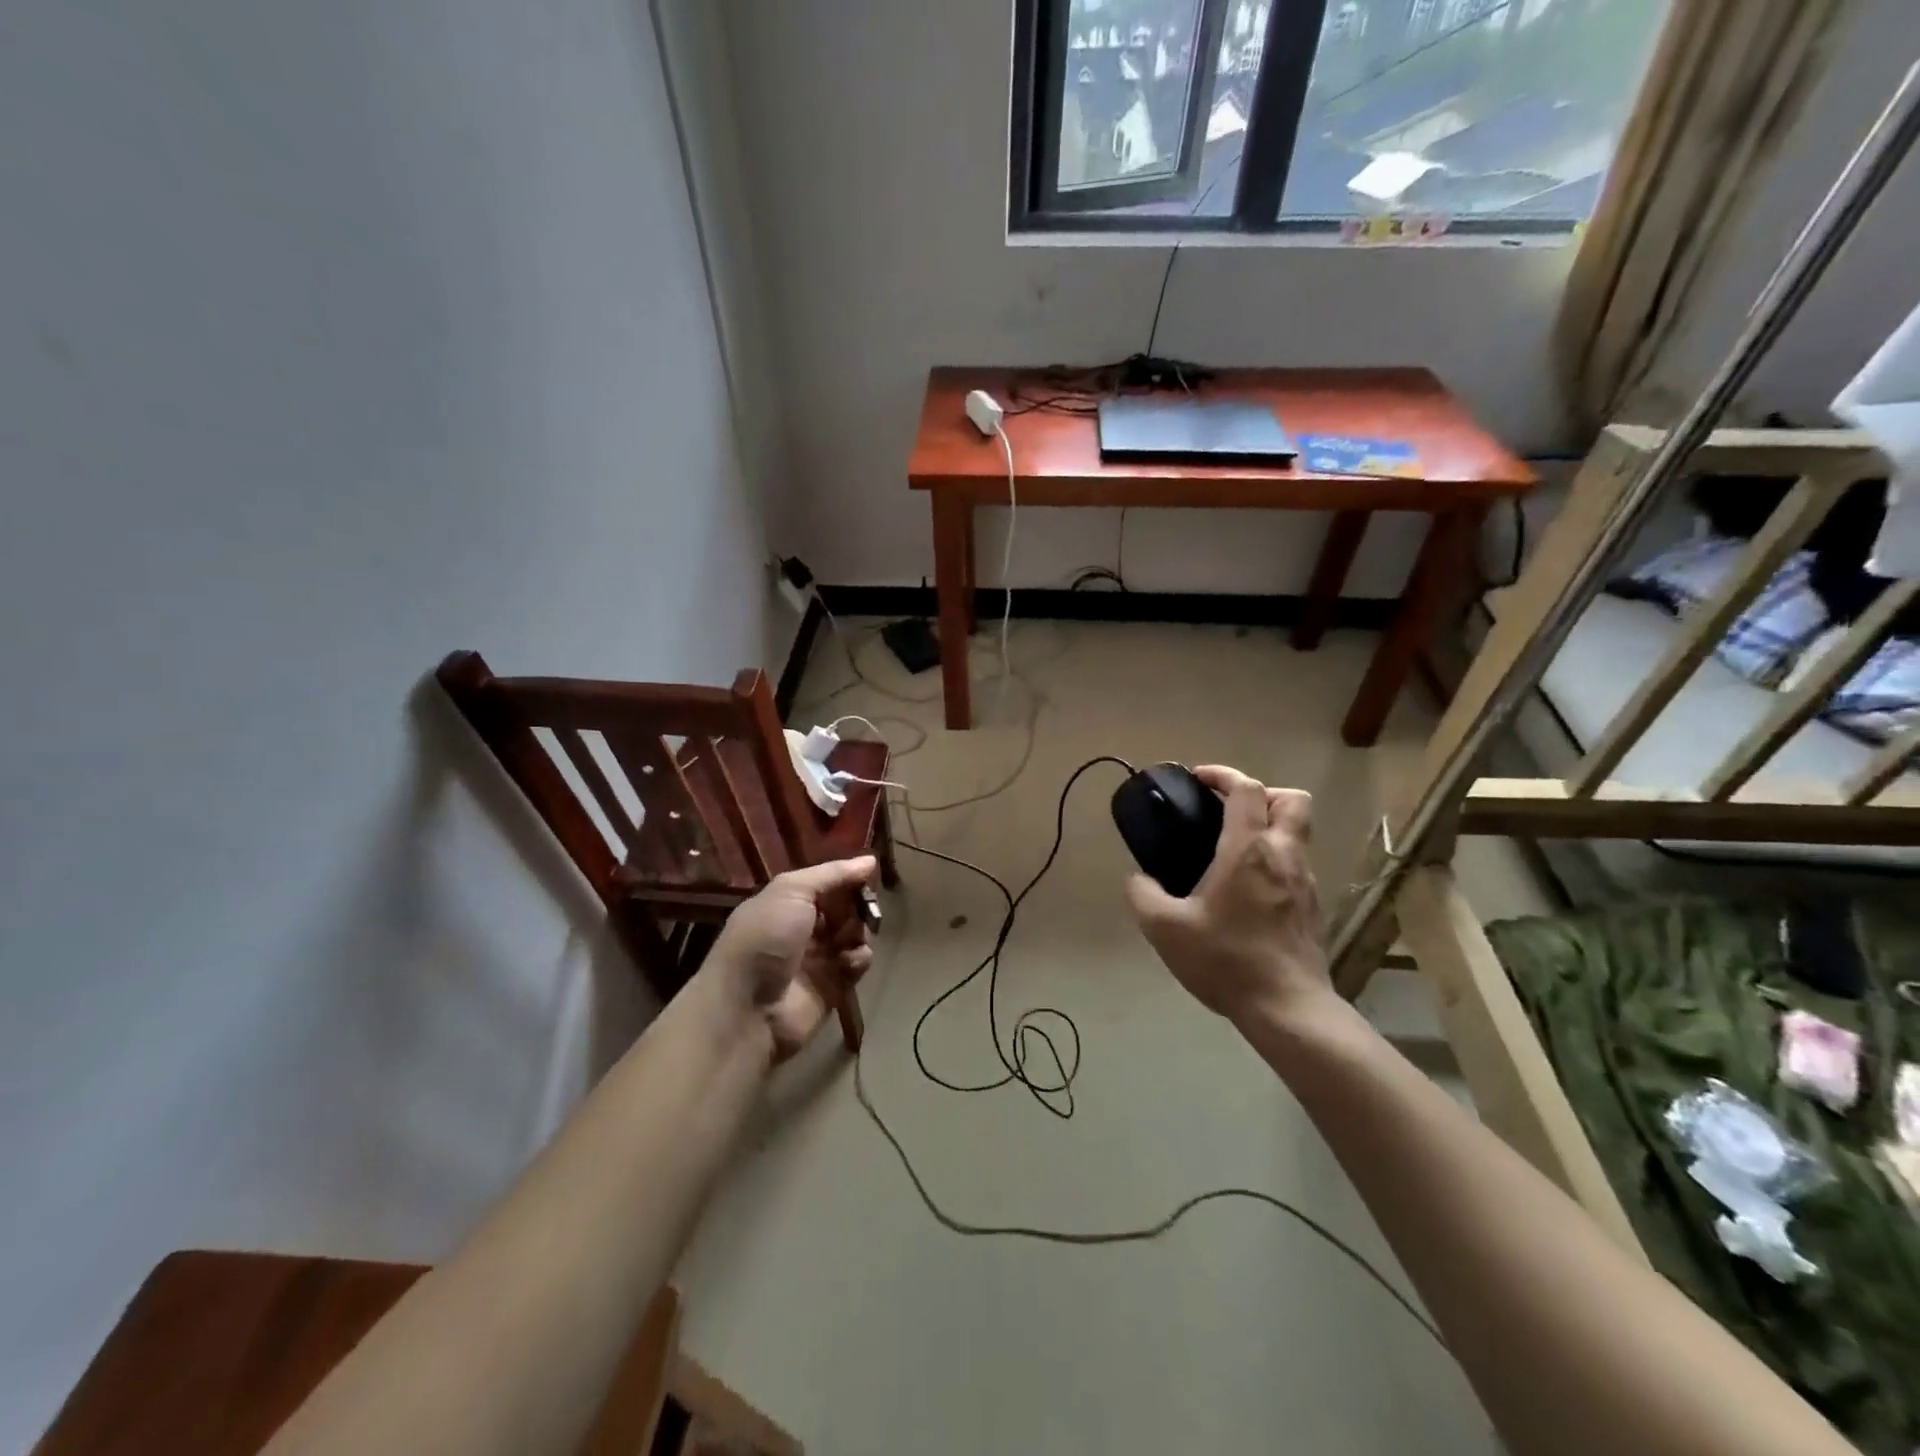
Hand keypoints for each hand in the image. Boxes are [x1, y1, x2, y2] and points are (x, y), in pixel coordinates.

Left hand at [702, 857, 877, 1061]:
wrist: (748, 1008)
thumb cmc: (765, 939)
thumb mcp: (791, 891)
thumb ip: (832, 874)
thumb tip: (870, 860)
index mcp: (787, 902)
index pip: (827, 883)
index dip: (847, 879)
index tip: (867, 875)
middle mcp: (803, 928)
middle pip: (845, 907)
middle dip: (858, 905)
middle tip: (864, 908)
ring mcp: (819, 958)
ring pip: (856, 933)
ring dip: (859, 931)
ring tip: (851, 938)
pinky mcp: (834, 986)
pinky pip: (857, 963)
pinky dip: (858, 959)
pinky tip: (849, 963)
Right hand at [1124, 766, 1329, 1029]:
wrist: (1288, 1008)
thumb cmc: (1226, 959)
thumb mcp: (1165, 928)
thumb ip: (1142, 894)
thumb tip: (1137, 879)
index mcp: (1248, 849)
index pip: (1246, 789)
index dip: (1223, 775)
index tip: (1199, 779)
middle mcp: (1284, 856)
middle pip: (1292, 800)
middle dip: (1262, 793)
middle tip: (1229, 812)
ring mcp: (1305, 882)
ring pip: (1297, 833)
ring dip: (1269, 828)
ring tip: (1232, 852)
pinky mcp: (1313, 907)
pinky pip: (1296, 866)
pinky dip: (1274, 861)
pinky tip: (1247, 891)